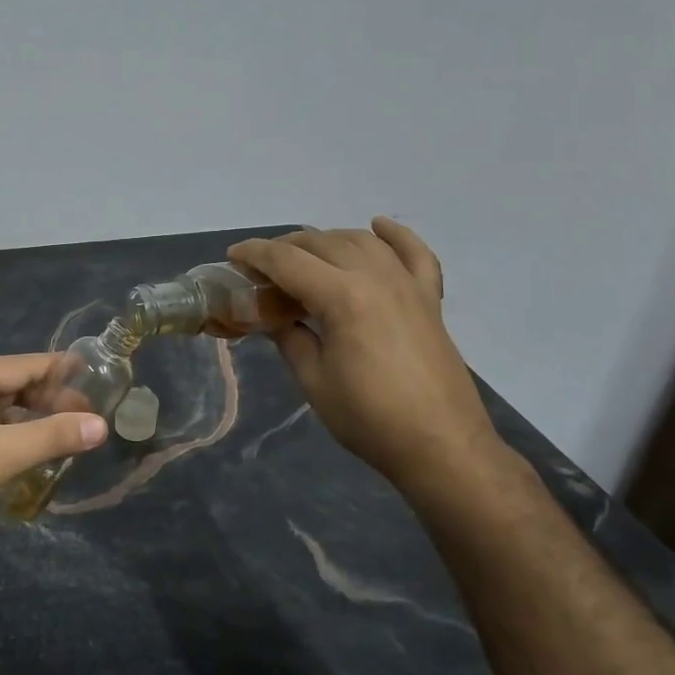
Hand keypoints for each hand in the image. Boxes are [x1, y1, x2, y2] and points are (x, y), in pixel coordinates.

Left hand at [0, 354, 108, 566]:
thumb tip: (101, 425)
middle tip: (88, 412)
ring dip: (33, 420)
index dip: (57, 368)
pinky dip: (15, 439)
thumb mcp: (3, 456)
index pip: (20, 365)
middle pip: (11, 387)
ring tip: (69, 432)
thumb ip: (53, 436)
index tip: (92, 370)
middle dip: (48, 398)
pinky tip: (36, 454)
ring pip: (1, 413)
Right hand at [228, 220, 497, 488]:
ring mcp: (408, 285)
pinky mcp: (429, 300)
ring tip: (304, 256)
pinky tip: (377, 226)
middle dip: (285, 247)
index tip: (232, 256)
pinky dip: (396, 236)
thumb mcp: (313, 380)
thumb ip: (289, 337)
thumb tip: (274, 317)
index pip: (288, 261)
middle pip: (322, 243)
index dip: (255, 255)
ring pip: (360, 241)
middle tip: (261, 268)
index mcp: (342, 297)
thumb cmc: (369, 419)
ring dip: (326, 240)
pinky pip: (415, 254)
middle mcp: (376, 278)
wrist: (442, 447)